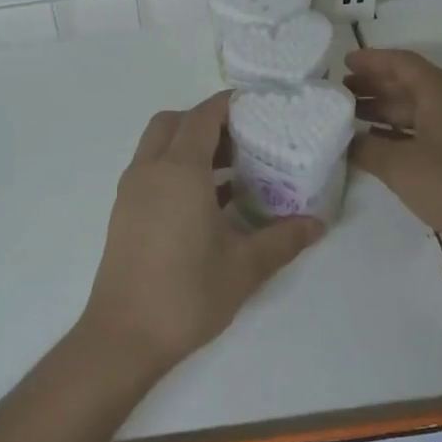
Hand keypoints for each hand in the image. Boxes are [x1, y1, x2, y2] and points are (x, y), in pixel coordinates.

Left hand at [79, 92, 326, 378]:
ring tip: (230, 169)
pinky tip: (206, 201)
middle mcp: (150, 170)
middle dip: (205, 121)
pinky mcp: (124, 212)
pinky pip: (150, 170)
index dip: (228, 104)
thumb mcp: (245, 266)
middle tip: (242, 139)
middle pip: (173, 122)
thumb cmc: (187, 294)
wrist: (123, 336)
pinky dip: (175, 168)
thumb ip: (283, 239)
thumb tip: (318, 224)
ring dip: (188, 145)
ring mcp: (131, 191)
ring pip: (157, 146)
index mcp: (180, 171)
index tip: (257, 106)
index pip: (203, 116)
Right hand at [346, 48, 441, 274]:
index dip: (372, 60)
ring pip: (420, 109)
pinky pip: (430, 130)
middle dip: (376, 86)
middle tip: (342, 93)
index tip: (345, 63)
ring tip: (353, 117)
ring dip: (387, 110)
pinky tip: (379, 144)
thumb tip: (347, 140)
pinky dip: (402, 132)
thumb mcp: (399, 166)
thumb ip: (366, 147)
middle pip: (411, 84)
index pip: (403, 63)